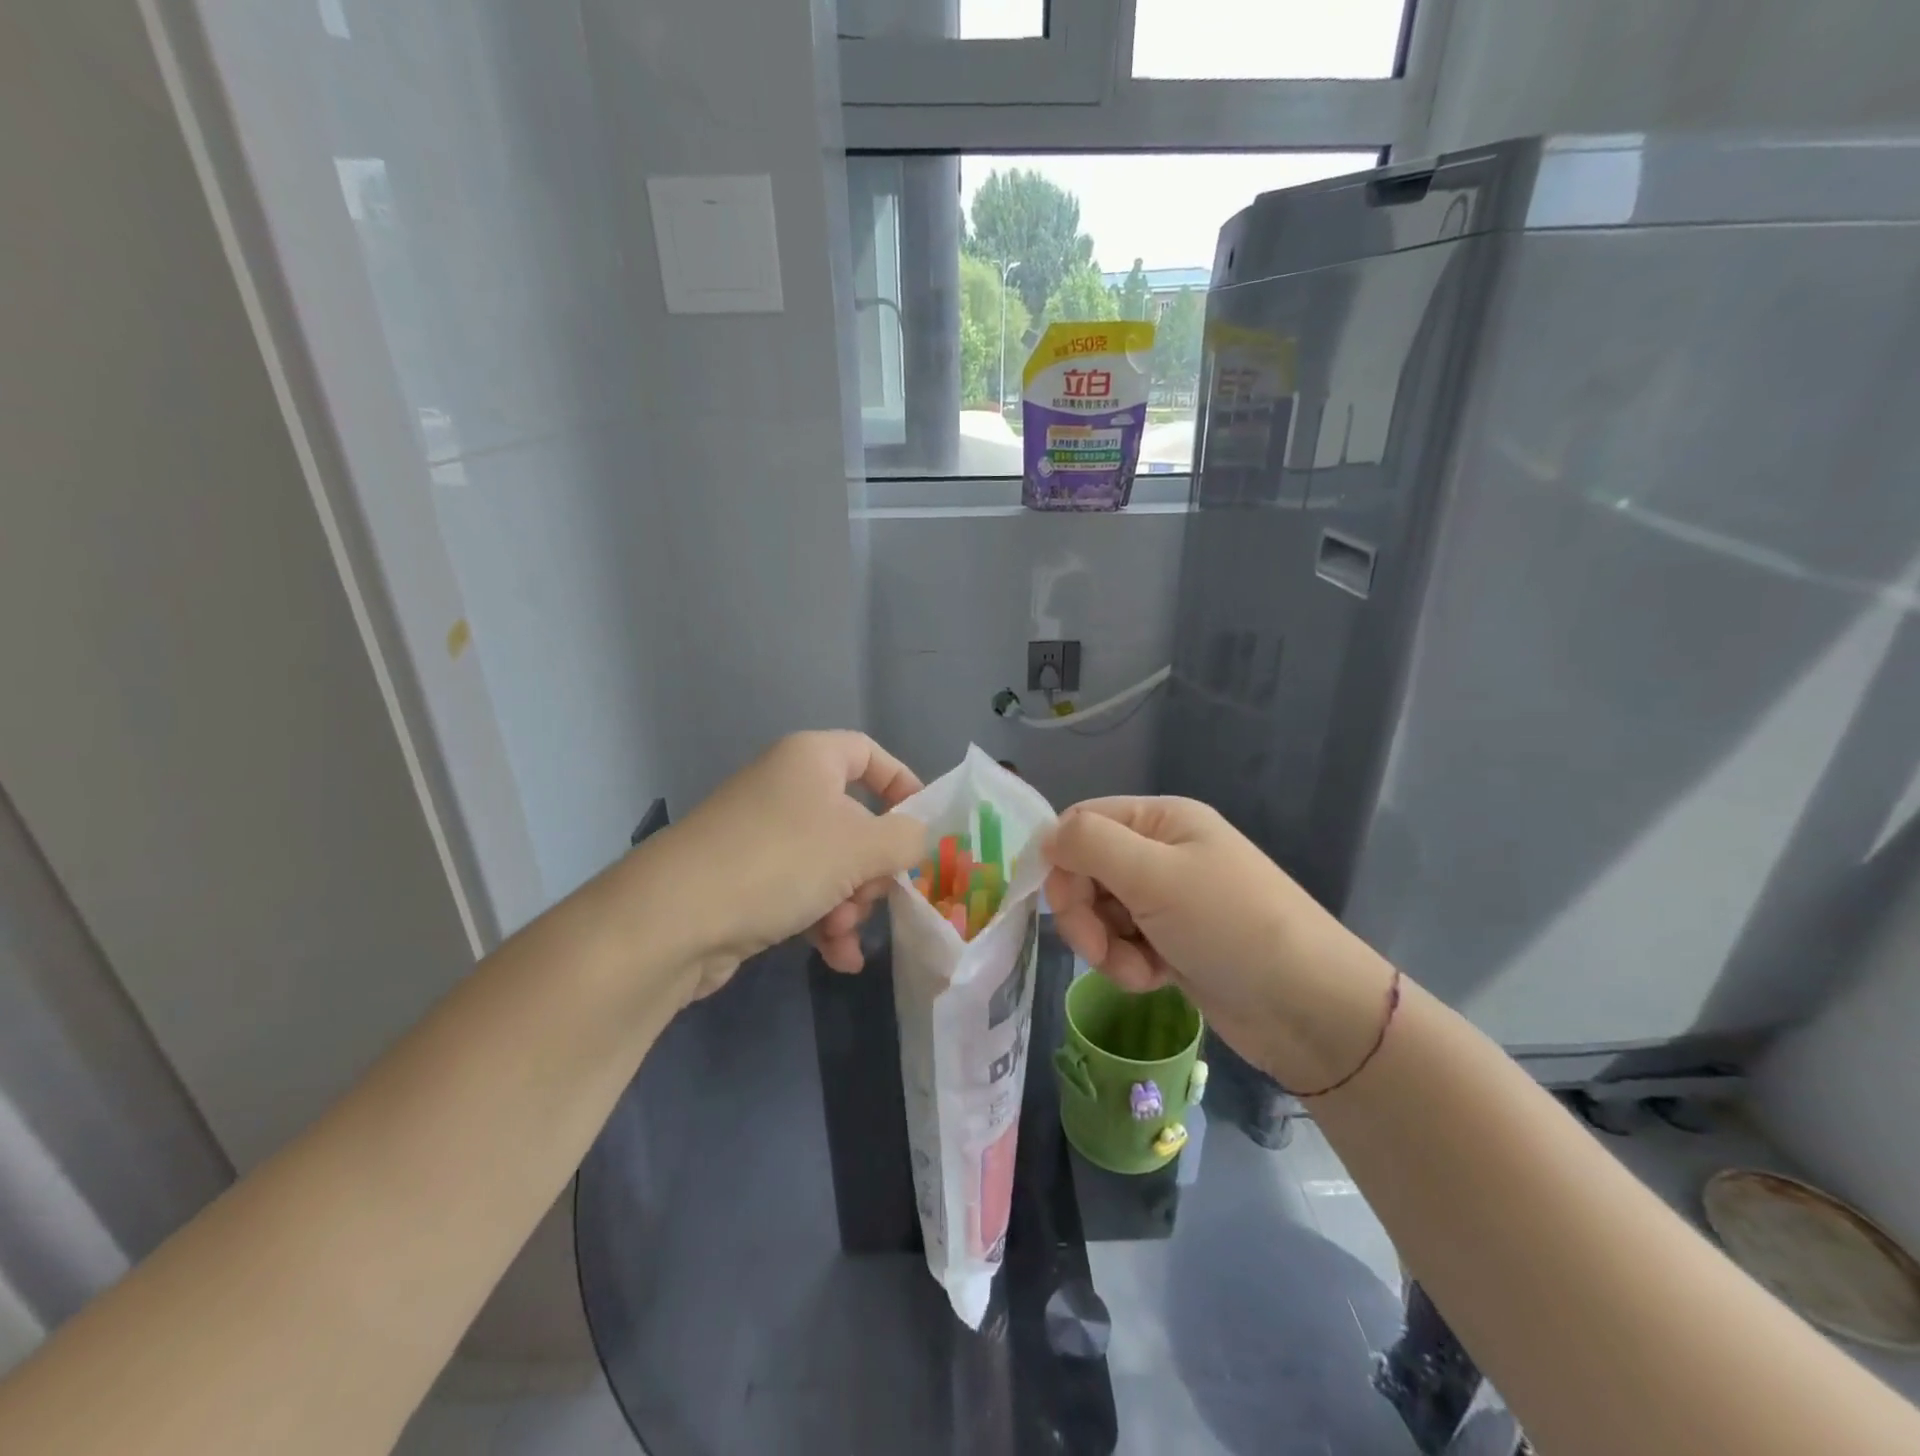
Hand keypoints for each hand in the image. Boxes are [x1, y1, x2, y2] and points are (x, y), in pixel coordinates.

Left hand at [657, 732, 922, 996]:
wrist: (674, 919)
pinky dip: (822, 922)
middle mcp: (785, 788)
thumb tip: (914, 840)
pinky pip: (801, 893)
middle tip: (872, 896)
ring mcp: (761, 836)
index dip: (903, 785)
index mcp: (811, 759)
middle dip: (872, 868)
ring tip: (841, 935)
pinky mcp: (744, 879)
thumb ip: (906, 839)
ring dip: (849, 904)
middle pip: (854, 820)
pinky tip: (838, 958)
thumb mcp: (863, 846)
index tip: (922, 827)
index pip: (869, 754)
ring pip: (830, 865)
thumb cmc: (782, 861)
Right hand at [1042, 797, 1394, 1088]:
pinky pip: (1125, 944)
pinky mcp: (1174, 942)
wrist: (1309, 1008)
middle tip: (1098, 948)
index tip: (1062, 905)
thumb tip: (1046, 838)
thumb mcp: (1155, 875)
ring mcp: (1169, 899)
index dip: (1062, 861)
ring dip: (1106, 945)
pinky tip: (1155, 979)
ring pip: (1102, 913)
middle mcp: (1162, 852)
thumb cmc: (1230, 926)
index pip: (1082, 823)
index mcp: (1161, 819)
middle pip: (1087, 871)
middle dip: (1084, 913)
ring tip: (1138, 969)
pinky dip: (1129, 964)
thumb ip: (1091, 845)